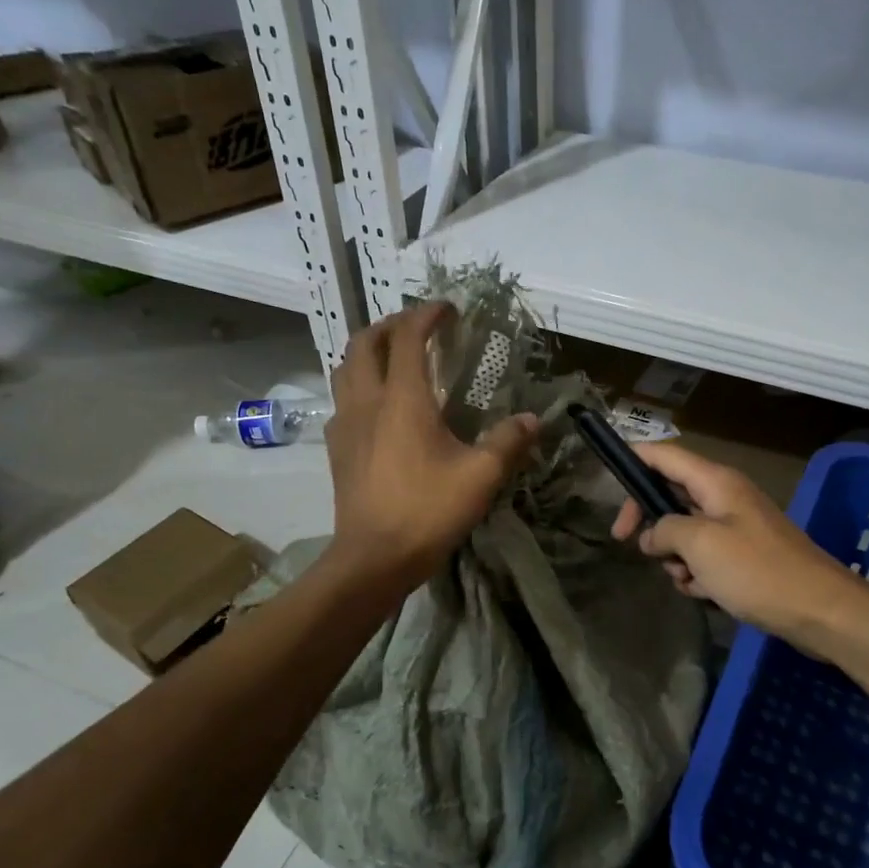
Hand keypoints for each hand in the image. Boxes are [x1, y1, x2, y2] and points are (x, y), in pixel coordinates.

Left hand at [324, 302, 539, 588]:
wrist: (373, 558)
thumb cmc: (427, 510)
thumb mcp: (481, 476)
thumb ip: (508, 442)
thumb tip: (532, 420)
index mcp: (402, 399)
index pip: (406, 337)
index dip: (426, 316)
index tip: (447, 309)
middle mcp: (367, 401)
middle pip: (364, 343)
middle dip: (390, 325)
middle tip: (417, 328)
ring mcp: (345, 425)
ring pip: (345, 369)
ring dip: (367, 351)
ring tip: (392, 357)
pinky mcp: (336, 449)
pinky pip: (342, 401)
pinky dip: (358, 386)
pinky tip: (377, 407)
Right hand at [610, 442, 863, 651]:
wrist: (819, 609)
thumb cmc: (756, 570)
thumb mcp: (700, 545)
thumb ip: (666, 530)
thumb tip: (653, 534)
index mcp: (715, 482)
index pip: (664, 454)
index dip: (633, 459)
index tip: (606, 479)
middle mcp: (725, 496)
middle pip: (671, 493)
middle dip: (650, 520)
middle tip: (628, 543)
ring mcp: (736, 526)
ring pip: (685, 530)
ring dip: (674, 554)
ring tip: (684, 578)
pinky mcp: (745, 555)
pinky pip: (706, 555)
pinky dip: (697, 572)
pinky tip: (703, 591)